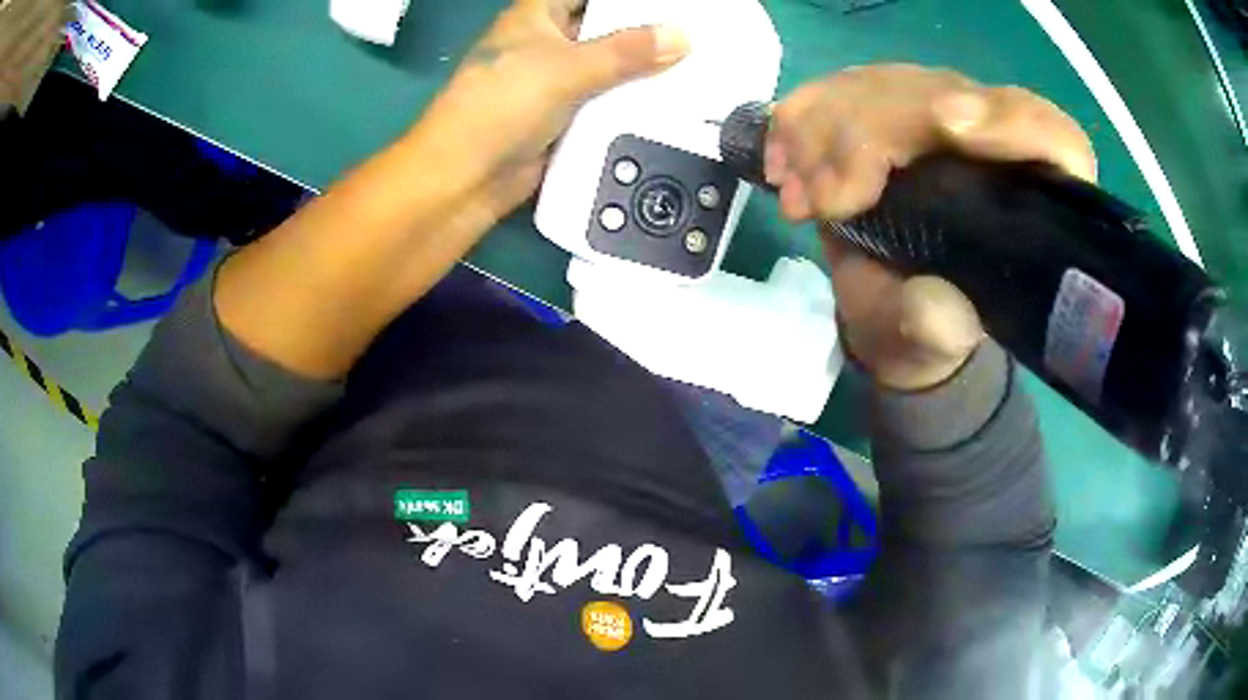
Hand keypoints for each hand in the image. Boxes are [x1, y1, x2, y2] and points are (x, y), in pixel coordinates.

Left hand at [406, 0, 689, 232]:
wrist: (468, 178)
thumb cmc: (503, 105)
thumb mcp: (566, 68)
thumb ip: (626, 52)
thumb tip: (681, 36)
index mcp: (535, 18)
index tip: (668, 4)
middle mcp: (546, 44)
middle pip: (602, 28)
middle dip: (642, 30)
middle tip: (692, 32)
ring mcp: (554, 82)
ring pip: (607, 67)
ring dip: (640, 69)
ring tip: (694, 63)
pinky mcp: (563, 117)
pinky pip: (604, 101)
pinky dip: (630, 102)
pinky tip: (670, 102)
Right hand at [766, 65, 1095, 389]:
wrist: (892, 307)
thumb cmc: (932, 326)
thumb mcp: (937, 342)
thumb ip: (939, 329)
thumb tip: (933, 300)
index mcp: (1035, 193)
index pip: (1050, 136)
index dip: (1008, 121)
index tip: (950, 127)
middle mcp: (995, 138)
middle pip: (944, 92)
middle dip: (875, 132)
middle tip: (827, 198)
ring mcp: (937, 113)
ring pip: (886, 83)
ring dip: (829, 128)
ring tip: (800, 197)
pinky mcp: (889, 108)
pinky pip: (844, 86)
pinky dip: (804, 117)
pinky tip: (784, 162)